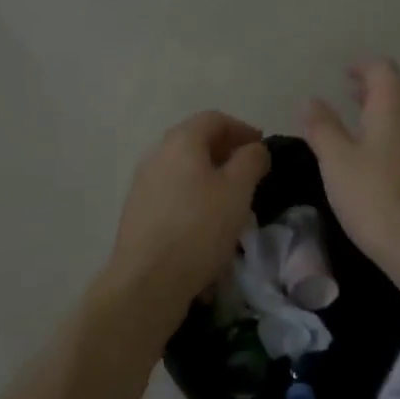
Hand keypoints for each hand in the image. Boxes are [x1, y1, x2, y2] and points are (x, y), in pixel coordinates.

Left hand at [103, 112, 269, 334]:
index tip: (262, 147)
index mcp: (181, 141)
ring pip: (182, 165)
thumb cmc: (199, 228)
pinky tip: (205, 216)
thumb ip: (251, 160)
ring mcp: (143, 182)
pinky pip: (171, 188)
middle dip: (225, 149)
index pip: (214, 119)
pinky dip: (192, 191)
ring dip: (208, 171)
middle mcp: (157, 153)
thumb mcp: (238, 190)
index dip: (242, 128)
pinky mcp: (138, 209)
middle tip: (249, 169)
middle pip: (195, 139)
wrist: (147, 279)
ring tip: (230, 195)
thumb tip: (254, 148)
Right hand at [304, 60, 399, 279]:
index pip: (382, 69)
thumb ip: (322, 127)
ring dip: (388, 113)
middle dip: (375, 89)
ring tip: (363, 125)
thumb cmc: (376, 198)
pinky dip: (399, 135)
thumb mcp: (337, 162)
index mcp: (395, 105)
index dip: (362, 67)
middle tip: (350, 95)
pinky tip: (384, 159)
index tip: (344, 74)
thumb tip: (310, 99)